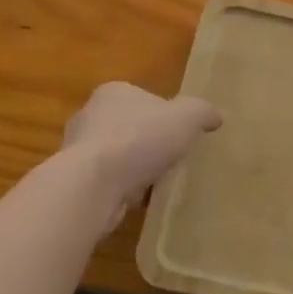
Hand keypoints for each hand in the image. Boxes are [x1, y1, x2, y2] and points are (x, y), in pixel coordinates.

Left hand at [62, 82, 222, 230]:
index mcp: (114, 92)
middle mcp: (90, 115)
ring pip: (115, 156)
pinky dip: (121, 190)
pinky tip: (138, 201)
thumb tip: (217, 116)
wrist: (93, 185)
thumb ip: (203, 112)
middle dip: (146, 142)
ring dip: (133, 168)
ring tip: (157, 183)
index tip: (178, 132)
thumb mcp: (187, 117)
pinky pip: (106, 182)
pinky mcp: (75, 181)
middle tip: (170, 157)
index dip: (162, 113)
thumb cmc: (140, 139)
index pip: (141, 97)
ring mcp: (77, 150)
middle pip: (127, 126)